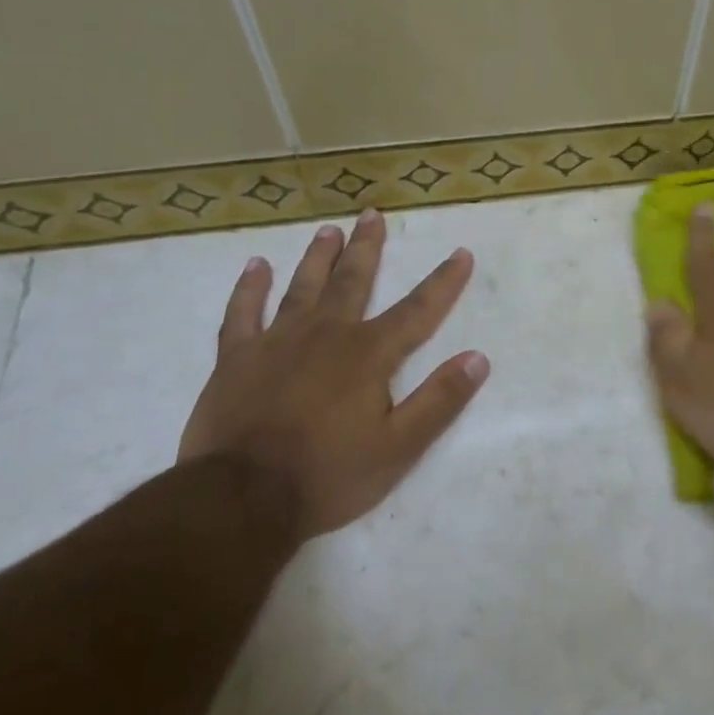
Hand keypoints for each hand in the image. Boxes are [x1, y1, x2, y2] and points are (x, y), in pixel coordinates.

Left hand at [179, 208, 489, 541]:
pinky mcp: (236, 359)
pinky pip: (242, 313)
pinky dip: (249, 288)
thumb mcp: (399, 448)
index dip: (443, 282)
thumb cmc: (329, 475)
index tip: (461, 253)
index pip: (417, 310)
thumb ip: (439, 400)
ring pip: (302, 288)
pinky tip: (256, 266)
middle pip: (353, 282)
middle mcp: (326, 335)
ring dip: (318, 258)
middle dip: (367, 248)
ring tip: (328, 230)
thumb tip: (478, 358)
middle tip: (372, 215)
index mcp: (368, 355)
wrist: (242, 499)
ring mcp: (277, 342)